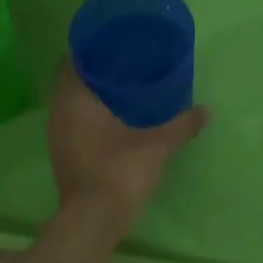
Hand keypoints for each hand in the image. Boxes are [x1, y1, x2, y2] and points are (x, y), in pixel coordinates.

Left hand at [47, 58, 208, 235]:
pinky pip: (72, 123)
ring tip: (121, 88)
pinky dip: (88, 116)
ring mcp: (57, 136)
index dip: (90, 49)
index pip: (72, 60)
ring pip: (70, 103)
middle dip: (94, 71)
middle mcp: (58, 113)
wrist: (94, 219)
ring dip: (90, 95)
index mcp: (75, 99)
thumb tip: (205, 110)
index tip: (113, 44)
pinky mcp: (63, 154)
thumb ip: (181, 124)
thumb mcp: (157, 145)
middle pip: (71, 80)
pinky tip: (113, 119)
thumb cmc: (120, 171)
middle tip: (124, 63)